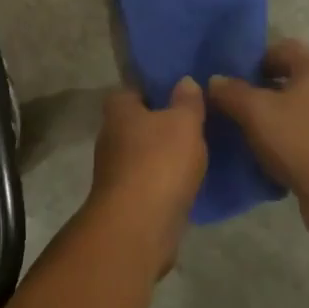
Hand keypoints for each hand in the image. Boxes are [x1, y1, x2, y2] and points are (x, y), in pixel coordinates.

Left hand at [86, 79, 207, 274]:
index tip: (179, 91)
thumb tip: (184, 81)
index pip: (131, 90)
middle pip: (137, 122)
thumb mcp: (184, 122)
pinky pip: (150, 181)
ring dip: (164, 154)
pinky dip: (166, 180)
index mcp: (118, 111)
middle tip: (194, 120)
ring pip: (144, 153)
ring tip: (197, 150)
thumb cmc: (159, 162)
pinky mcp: (127, 200)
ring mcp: (116, 171)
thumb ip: (187, 100)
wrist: (139, 226)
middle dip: (161, 122)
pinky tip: (189, 181)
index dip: (154, 89)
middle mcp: (111, 137)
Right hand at [208, 39, 308, 244]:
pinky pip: (308, 136)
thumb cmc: (299, 140)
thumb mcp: (256, 112)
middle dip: (262, 91)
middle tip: (234, 106)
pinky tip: (268, 157)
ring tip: (247, 133)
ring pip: (299, 110)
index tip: (232, 77)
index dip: (255, 59)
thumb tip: (215, 80)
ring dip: (275, 118)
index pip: (283, 48)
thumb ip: (232, 92)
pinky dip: (288, 142)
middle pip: (291, 79)